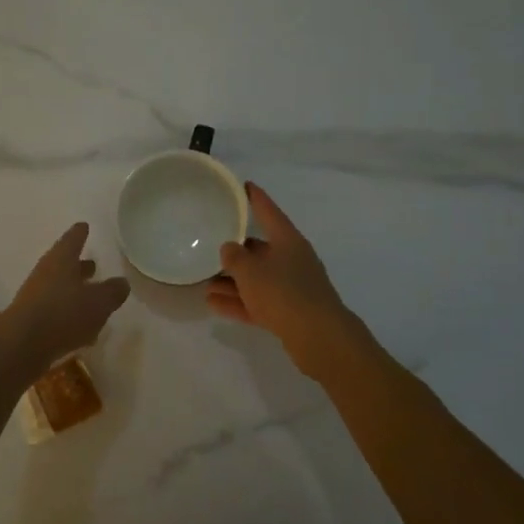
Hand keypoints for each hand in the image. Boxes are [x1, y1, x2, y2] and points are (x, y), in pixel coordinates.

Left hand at [0, 223, 130, 372]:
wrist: (21, 344)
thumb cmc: (64, 313)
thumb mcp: (99, 302)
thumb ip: (112, 291)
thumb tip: (122, 283)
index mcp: (62, 259)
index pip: (73, 239)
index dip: (80, 233)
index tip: (84, 226)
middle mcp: (46, 272)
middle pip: (64, 264)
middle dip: (79, 265)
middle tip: (93, 264)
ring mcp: (35, 295)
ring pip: (59, 288)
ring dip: (74, 291)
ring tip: (91, 298)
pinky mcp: (30, 319)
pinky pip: (53, 310)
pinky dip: (67, 314)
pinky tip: (81, 329)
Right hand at [207, 184, 362, 375]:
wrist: (319, 337)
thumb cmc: (284, 293)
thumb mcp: (250, 270)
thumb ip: (234, 257)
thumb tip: (229, 248)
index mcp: (288, 241)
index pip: (269, 212)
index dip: (256, 198)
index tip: (245, 185)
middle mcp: (292, 260)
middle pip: (260, 249)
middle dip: (236, 251)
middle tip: (211, 247)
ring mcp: (292, 287)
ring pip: (257, 278)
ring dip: (232, 281)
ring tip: (204, 282)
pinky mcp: (289, 312)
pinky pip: (258, 301)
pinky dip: (238, 301)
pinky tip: (213, 304)